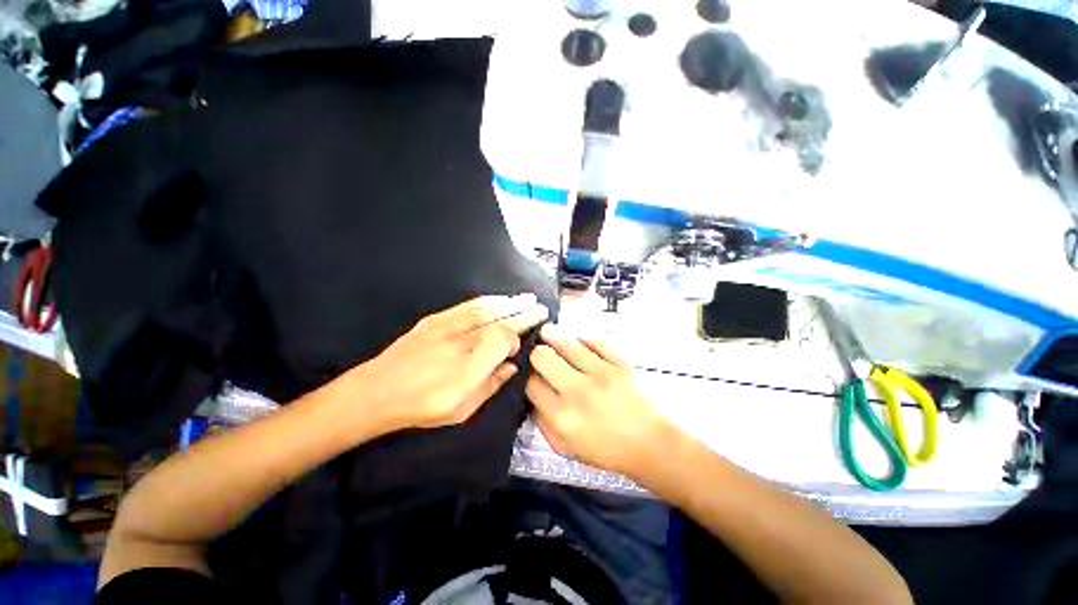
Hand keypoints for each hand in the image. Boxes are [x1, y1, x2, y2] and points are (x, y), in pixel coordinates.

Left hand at [349, 294, 548, 432]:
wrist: (379, 391)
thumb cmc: (422, 407)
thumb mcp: (461, 409)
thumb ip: (490, 386)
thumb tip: (511, 367)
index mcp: (470, 366)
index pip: (505, 337)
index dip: (519, 333)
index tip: (528, 335)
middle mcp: (461, 341)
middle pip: (497, 319)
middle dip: (521, 311)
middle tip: (540, 306)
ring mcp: (445, 327)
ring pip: (482, 309)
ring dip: (505, 302)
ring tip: (523, 298)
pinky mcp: (431, 322)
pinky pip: (463, 307)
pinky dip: (482, 301)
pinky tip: (493, 300)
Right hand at [527, 324, 671, 477]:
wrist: (651, 444)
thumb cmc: (609, 452)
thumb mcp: (567, 449)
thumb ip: (544, 424)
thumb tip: (534, 401)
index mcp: (562, 416)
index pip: (530, 384)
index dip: (526, 378)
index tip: (532, 377)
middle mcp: (578, 391)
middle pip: (542, 357)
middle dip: (536, 355)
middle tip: (539, 356)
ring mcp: (601, 374)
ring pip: (566, 343)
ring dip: (554, 339)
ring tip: (549, 335)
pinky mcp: (621, 364)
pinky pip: (595, 342)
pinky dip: (584, 342)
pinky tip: (581, 345)